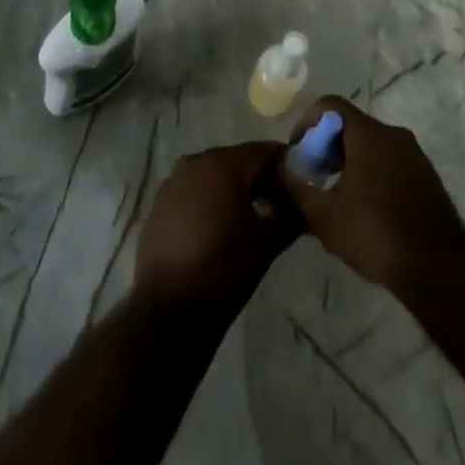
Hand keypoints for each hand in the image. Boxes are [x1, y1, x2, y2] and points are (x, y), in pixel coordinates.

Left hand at [134, 142, 298, 310]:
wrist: (168, 312)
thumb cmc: (224, 269)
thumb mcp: (268, 242)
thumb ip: (291, 214)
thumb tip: (305, 201)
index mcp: (223, 163)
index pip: (264, 151)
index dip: (285, 166)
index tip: (299, 187)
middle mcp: (196, 161)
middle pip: (238, 160)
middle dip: (259, 179)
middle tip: (277, 206)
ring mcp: (173, 182)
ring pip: (214, 176)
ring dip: (233, 191)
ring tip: (249, 220)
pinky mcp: (159, 204)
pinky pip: (193, 192)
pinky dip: (209, 202)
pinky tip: (218, 230)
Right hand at [279, 97, 464, 291]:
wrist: (438, 266)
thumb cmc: (376, 232)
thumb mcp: (324, 217)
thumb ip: (296, 190)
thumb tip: (278, 172)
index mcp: (368, 133)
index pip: (330, 105)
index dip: (307, 121)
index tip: (296, 150)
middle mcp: (393, 133)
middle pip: (351, 125)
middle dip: (327, 146)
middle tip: (313, 177)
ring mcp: (413, 154)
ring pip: (372, 145)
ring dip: (349, 162)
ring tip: (335, 198)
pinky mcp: (426, 176)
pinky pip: (390, 162)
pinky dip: (371, 174)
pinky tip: (365, 211)